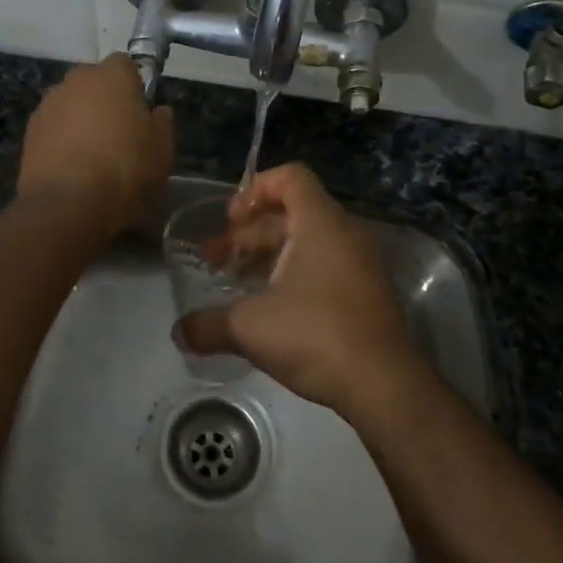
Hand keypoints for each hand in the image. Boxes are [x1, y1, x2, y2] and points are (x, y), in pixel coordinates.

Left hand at [18, 55, 173, 236]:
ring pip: (71, 104)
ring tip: (92, 155)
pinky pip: (54, 127)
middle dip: (105, 101)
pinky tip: (72, 167)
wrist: (68, 205)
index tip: (141, 112)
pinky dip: (62, 139)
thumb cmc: (125, 170)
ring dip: (81, 119)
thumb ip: (161, 124)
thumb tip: (158, 112)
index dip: (134, 86)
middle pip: (94, 82)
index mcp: (112, 76)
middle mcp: (76, 80)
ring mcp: (48, 104)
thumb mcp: (162, 151)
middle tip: (119, 134)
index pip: (125, 64)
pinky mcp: (29, 131)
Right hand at [177, 164, 423, 412]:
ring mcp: (360, 264)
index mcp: (320, 223)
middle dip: (249, 233)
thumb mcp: (250, 326)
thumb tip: (178, 332)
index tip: (230, 220)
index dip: (255, 190)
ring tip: (235, 284)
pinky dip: (292, 275)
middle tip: (216, 260)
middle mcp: (345, 233)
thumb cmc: (315, 335)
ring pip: (307, 243)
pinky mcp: (366, 294)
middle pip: (291, 213)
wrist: (384, 385)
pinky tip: (268, 309)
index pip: (290, 177)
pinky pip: (324, 266)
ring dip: (267, 257)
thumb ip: (208, 324)